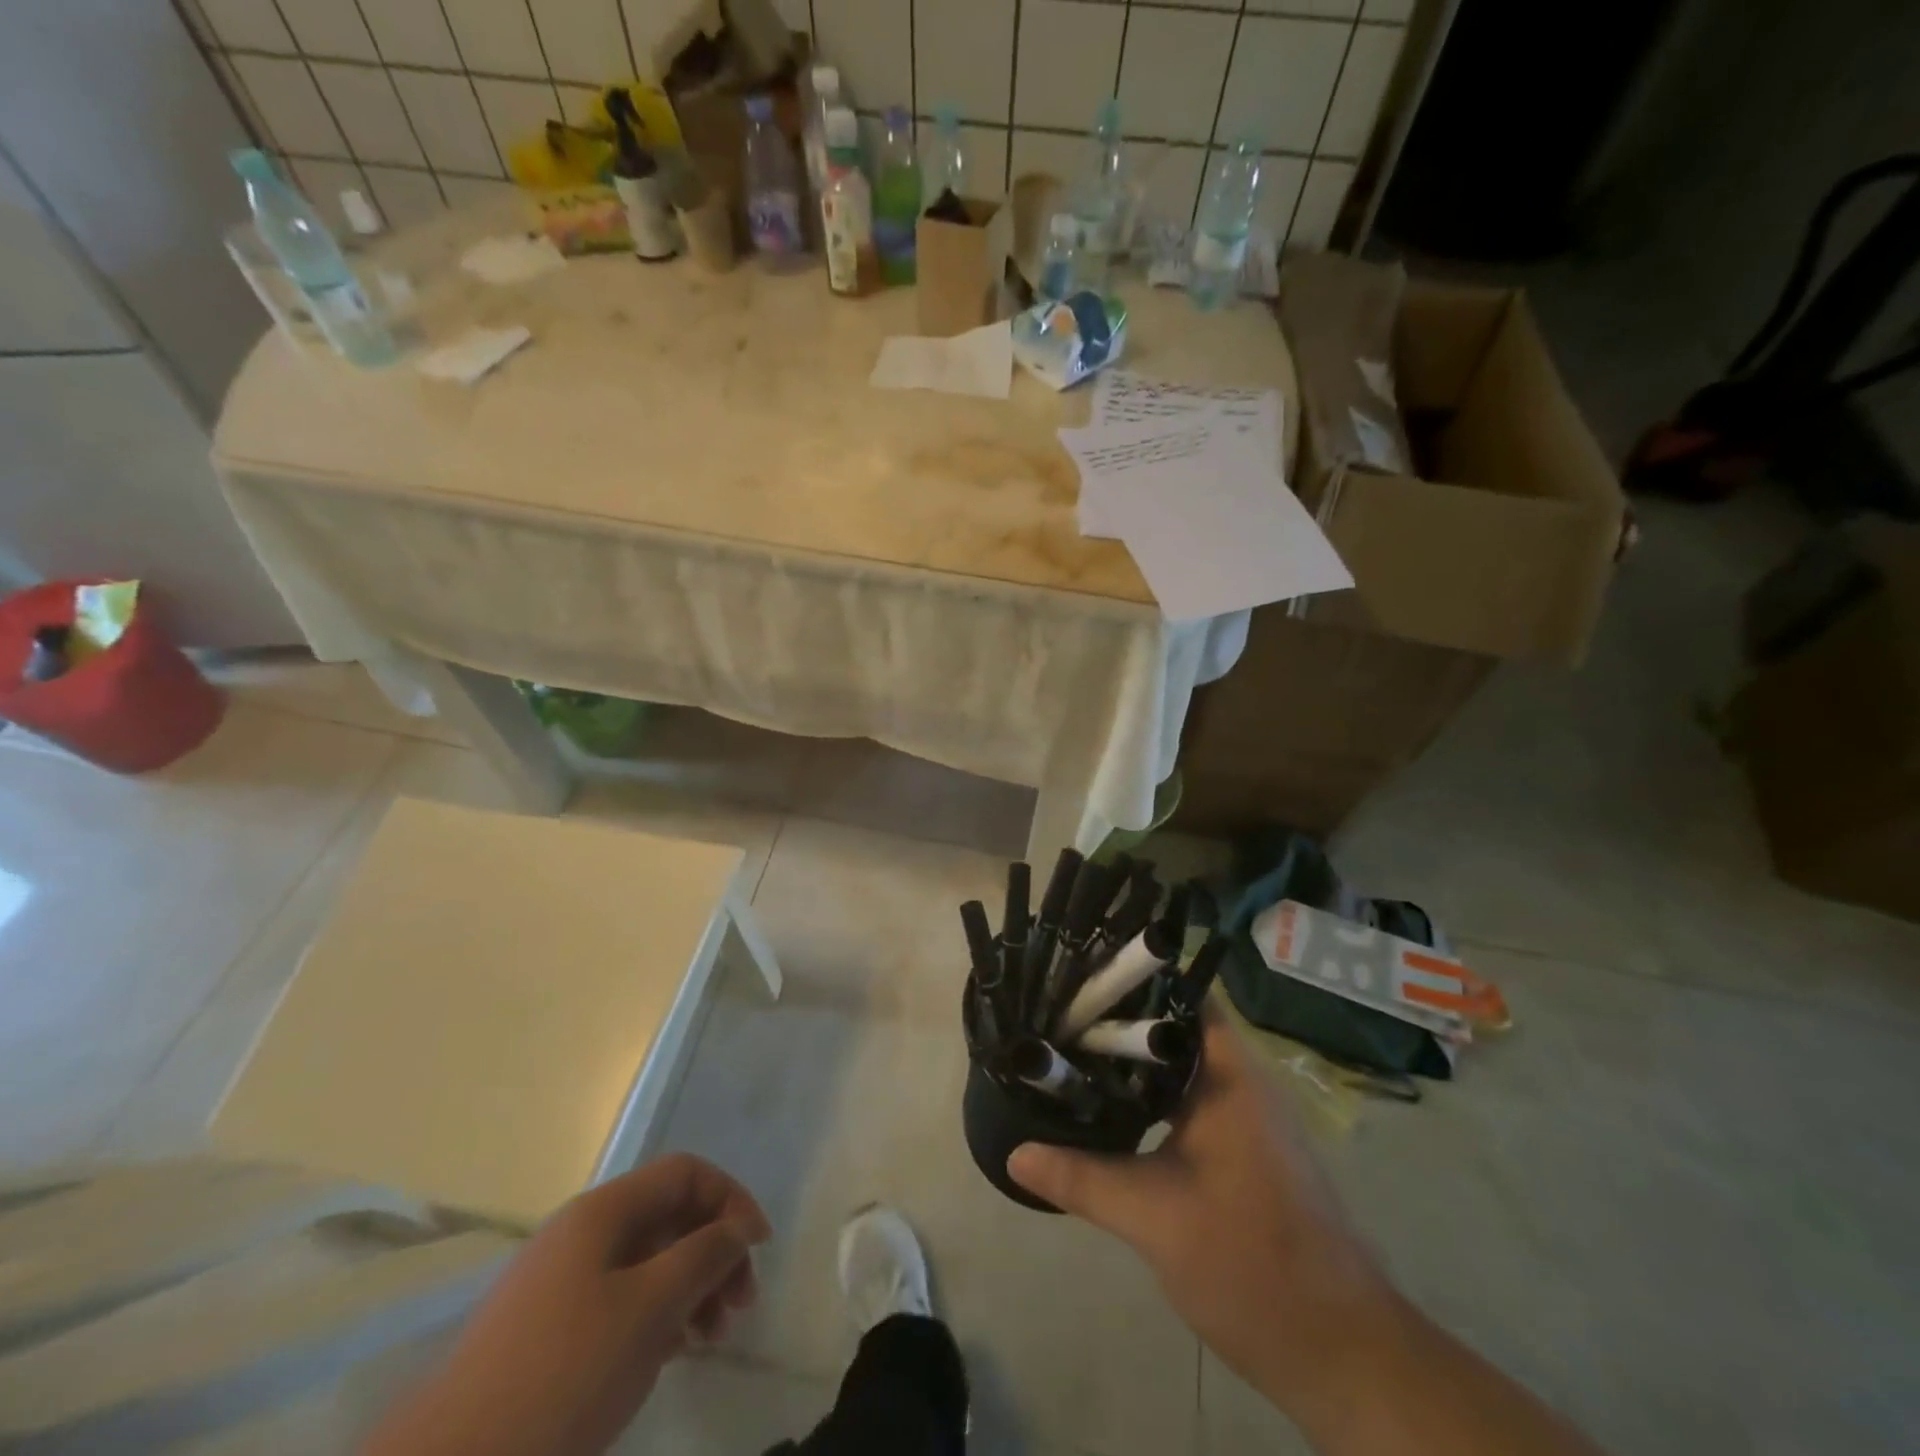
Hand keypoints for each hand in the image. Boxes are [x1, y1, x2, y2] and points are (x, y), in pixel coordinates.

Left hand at [367, 1154, 770, 1455]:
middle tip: (740, 1306)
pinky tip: (671, 1353)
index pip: (685, 1173)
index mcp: (603, 1211)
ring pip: (648, 1262)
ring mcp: (561, 1283)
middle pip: (669, 1216)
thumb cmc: (562, 1374)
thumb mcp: (649, 1308)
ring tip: (711, 1337)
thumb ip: (703, 1255)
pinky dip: (658, 1315)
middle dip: (714, 1251)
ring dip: (691, 1287)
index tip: (758, 1248)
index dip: (730, 1199)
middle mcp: (583, 1233)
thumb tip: (737, 1227)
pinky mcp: (548, 1332)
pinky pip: (621, 1300)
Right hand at [1008, 1007, 1395, 1415]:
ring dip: (1131, 1063)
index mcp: (1229, 1075)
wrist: (1340, 1351)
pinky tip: (1110, 1109)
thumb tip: (1015, 1152)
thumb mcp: (1153, 1218)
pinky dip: (1150, 1096)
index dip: (1128, 981)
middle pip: (1172, 1028)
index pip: (1178, 996)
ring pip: (1180, 1066)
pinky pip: (1189, 1099)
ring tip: (1069, 1054)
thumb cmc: (1250, 1263)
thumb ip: (1082, 1177)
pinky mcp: (1245, 1147)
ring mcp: (1247, 1115)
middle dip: (1117, 1023)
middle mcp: (1242, 1081)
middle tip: (1056, 1018)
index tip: (1075, 979)